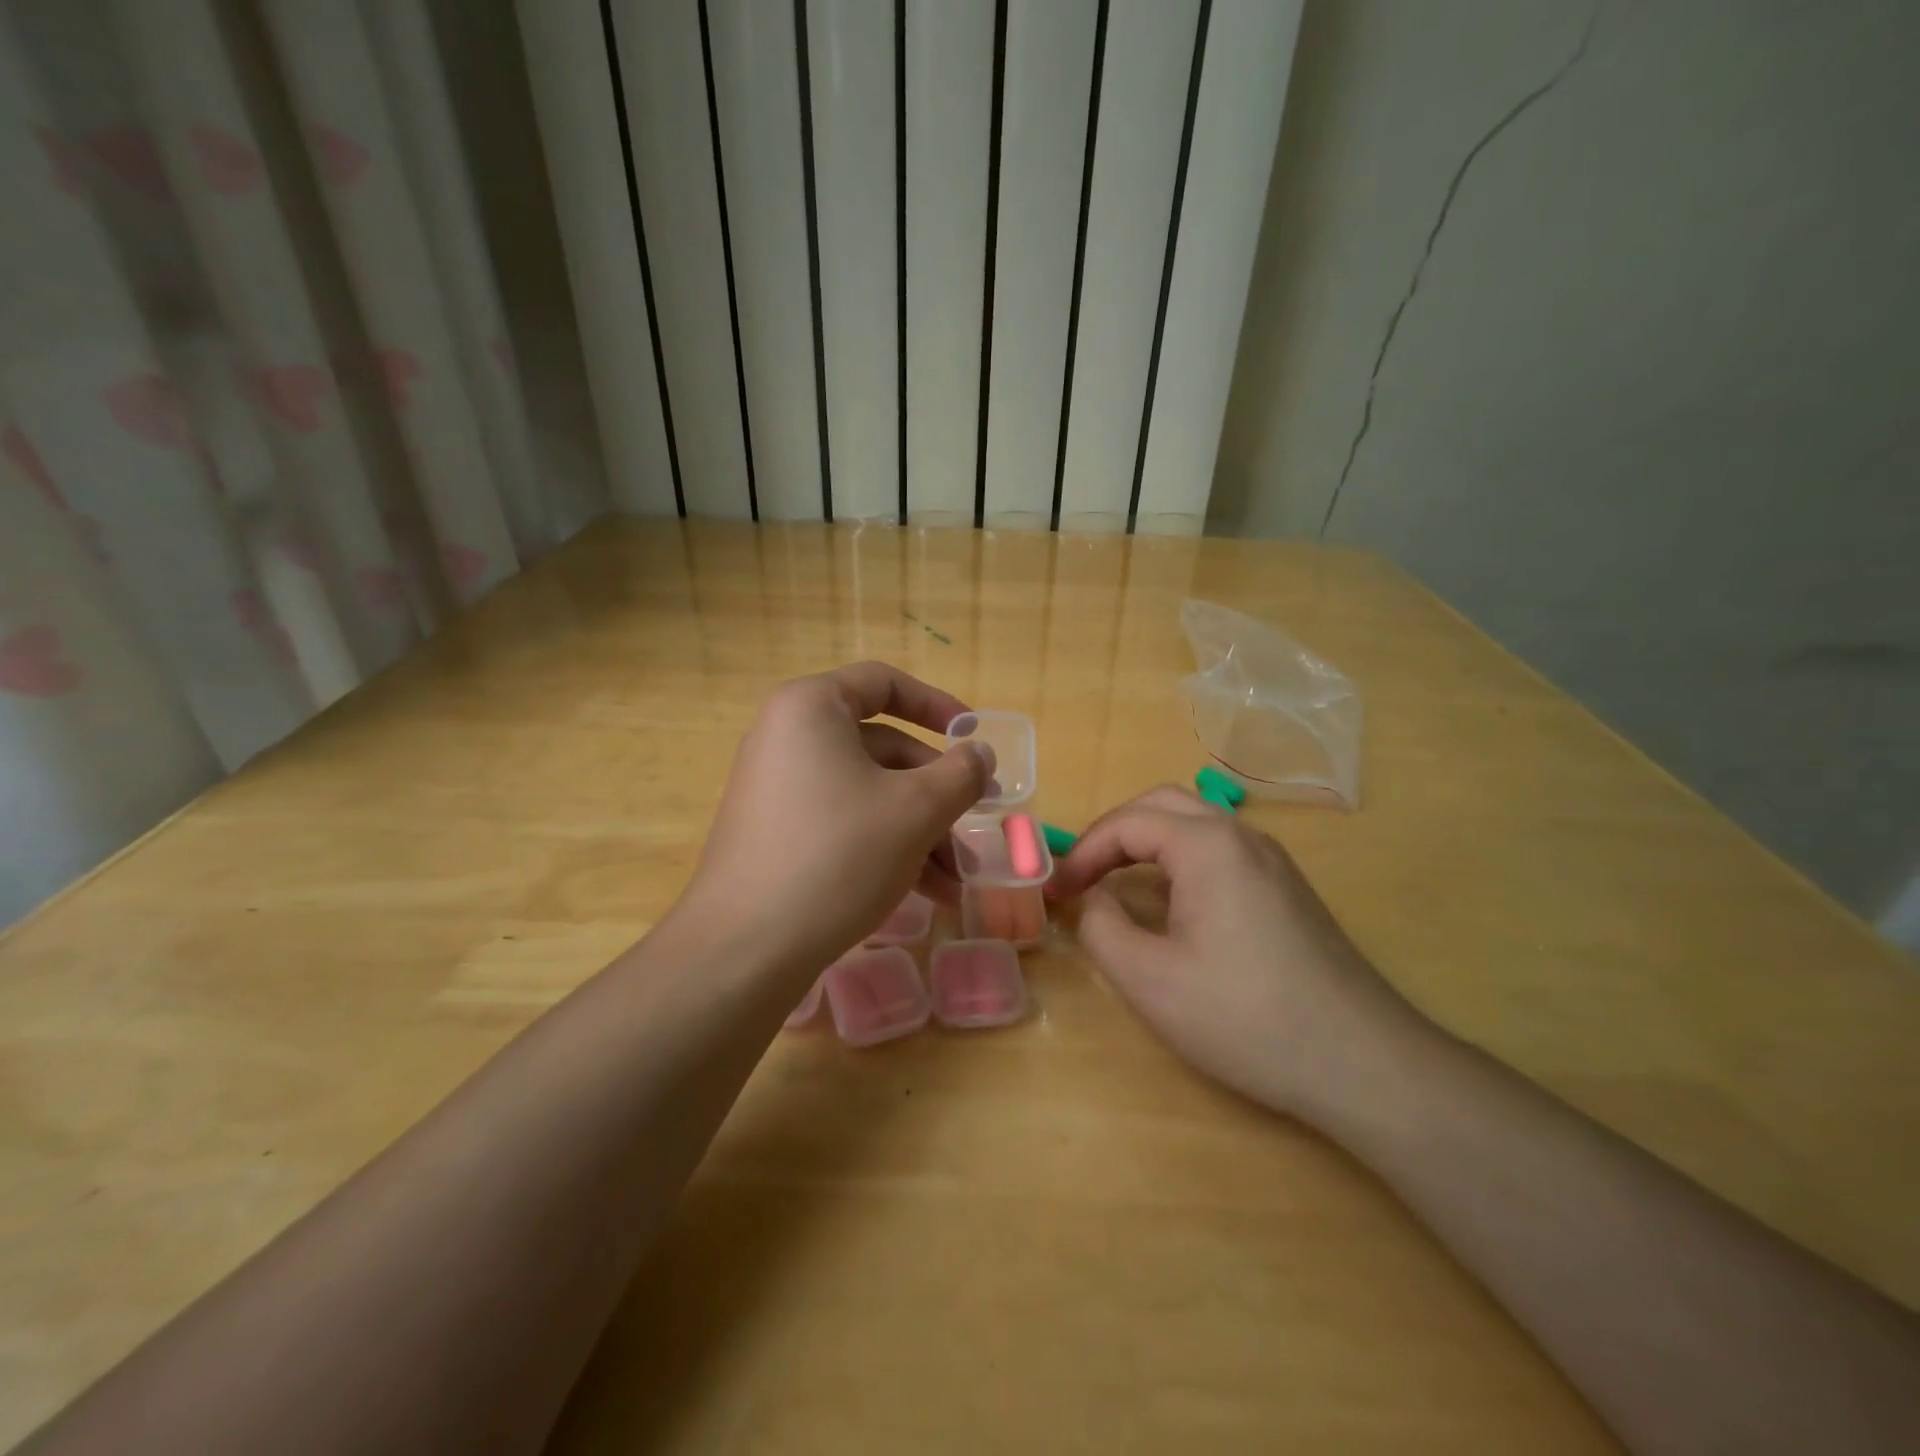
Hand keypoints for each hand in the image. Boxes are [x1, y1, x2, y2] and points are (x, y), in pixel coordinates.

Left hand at [678, 662, 990, 974]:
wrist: (746, 949)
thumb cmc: (839, 855)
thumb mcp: (916, 810)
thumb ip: (960, 774)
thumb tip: (980, 754)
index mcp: (812, 708)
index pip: (884, 683)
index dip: (937, 705)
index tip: (974, 738)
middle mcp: (788, 737)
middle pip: (882, 748)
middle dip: (936, 794)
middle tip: (974, 829)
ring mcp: (777, 787)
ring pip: (867, 792)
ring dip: (919, 830)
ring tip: (955, 880)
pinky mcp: (775, 832)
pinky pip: (842, 821)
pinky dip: (885, 846)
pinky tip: (926, 892)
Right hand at [1047, 787, 1427, 1120]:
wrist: (1362, 1062)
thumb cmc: (1245, 1017)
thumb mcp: (1149, 980)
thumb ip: (1102, 927)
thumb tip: (1096, 899)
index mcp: (1207, 845)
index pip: (1128, 822)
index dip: (1083, 852)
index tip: (1058, 890)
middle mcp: (1242, 836)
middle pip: (1162, 804)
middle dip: (1113, 833)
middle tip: (1082, 874)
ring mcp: (1272, 859)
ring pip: (1195, 823)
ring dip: (1147, 841)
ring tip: (1115, 882)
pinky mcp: (1287, 887)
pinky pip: (1220, 850)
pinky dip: (1179, 858)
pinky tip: (1172, 902)